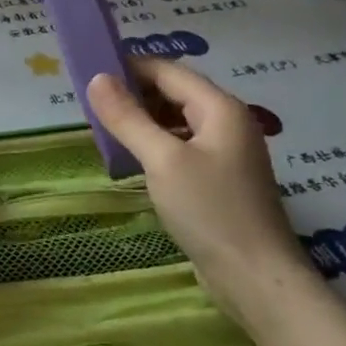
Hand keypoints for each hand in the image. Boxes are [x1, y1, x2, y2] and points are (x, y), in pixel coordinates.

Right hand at [88, 59, 314, 320]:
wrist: (257, 278)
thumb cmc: (210, 210)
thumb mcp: (162, 160)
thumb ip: (128, 118)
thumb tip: (96, 79)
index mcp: (220, 108)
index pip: (167, 71)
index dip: (128, 67)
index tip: (88, 71)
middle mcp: (227, 122)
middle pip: (174, 92)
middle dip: (133, 93)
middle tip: (90, 102)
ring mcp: (225, 152)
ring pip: (176, 120)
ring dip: (142, 119)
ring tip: (104, 127)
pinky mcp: (219, 178)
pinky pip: (181, 146)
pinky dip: (155, 143)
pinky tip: (131, 156)